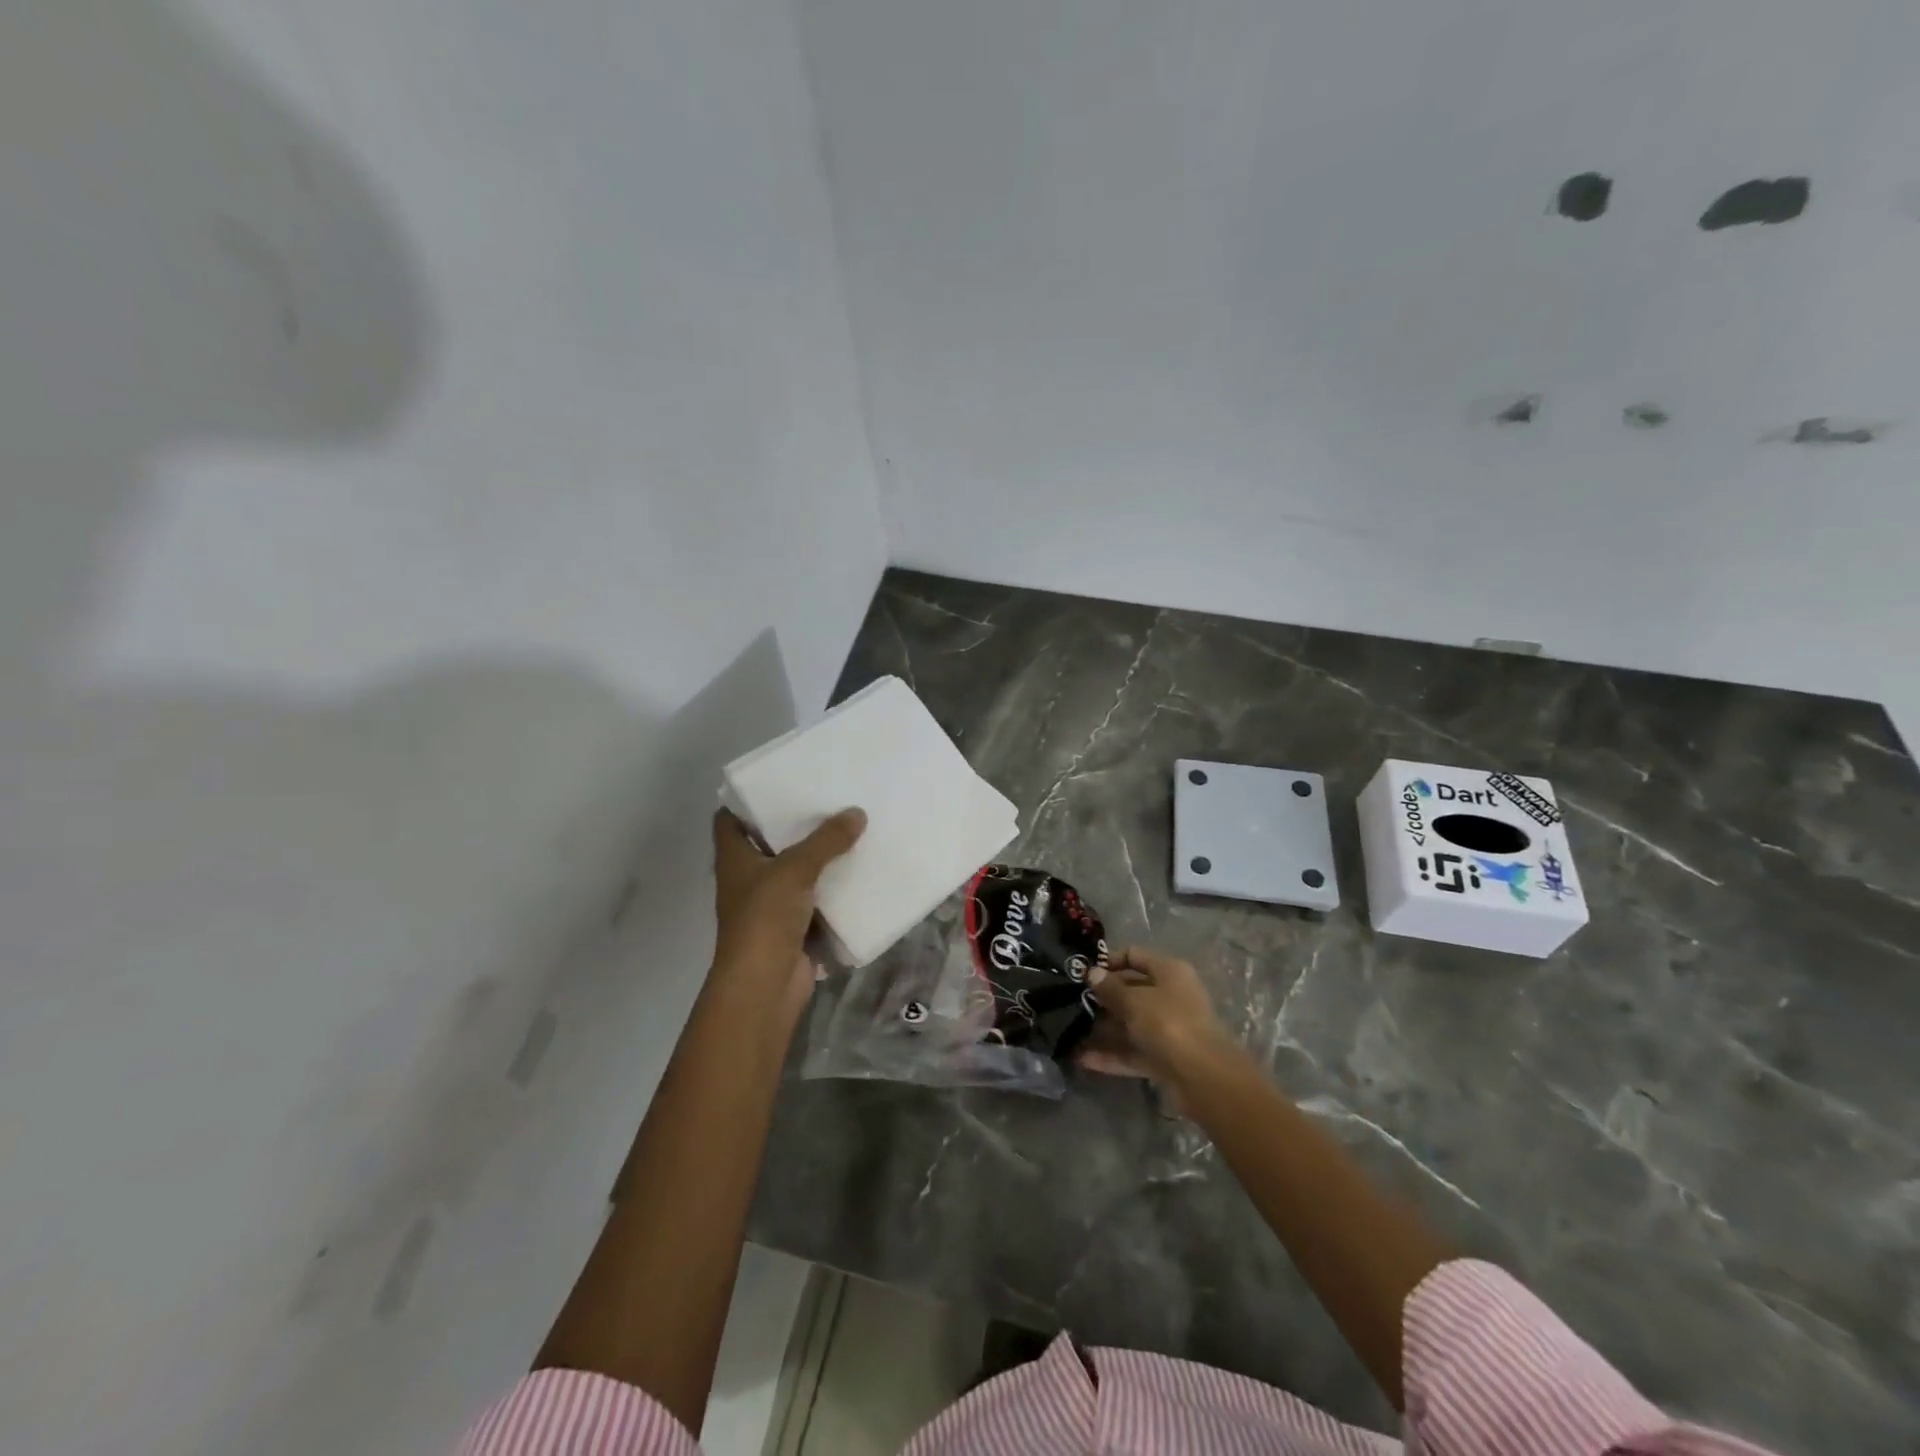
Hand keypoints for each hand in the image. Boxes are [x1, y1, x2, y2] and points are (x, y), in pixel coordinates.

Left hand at [710, 807, 865, 1017]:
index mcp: (734, 858)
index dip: (748, 799)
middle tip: (827, 797)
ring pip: (796, 870)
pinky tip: (858, 868)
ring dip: (818, 855)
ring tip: (849, 825)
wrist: (765, 985)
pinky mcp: (794, 925)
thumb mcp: (795, 869)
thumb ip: (826, 840)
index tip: (779, 780)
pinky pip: (815, 897)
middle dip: (795, 824)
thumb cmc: (765, 918)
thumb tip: (857, 812)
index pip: (729, 818)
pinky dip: (832, 886)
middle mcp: (748, 877)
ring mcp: (770, 903)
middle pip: (769, 841)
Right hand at [1080, 946, 1238, 1093]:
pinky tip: (1083, 1059)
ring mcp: (1169, 1029)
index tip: (1083, 972)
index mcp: (1169, 972)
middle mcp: (1171, 996)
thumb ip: (1110, 987)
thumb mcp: (1134, 1000)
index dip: (1109, 961)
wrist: (1203, 1077)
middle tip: (1073, 1002)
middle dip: (1103, 998)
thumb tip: (1093, 973)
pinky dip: (1112, 1055)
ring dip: (1105, 1028)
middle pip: (1132, 991)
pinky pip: (1134, 1051)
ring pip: (1131, 1024)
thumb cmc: (1168, 1023)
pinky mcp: (1165, 1058)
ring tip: (1072, 1031)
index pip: (1135, 956)